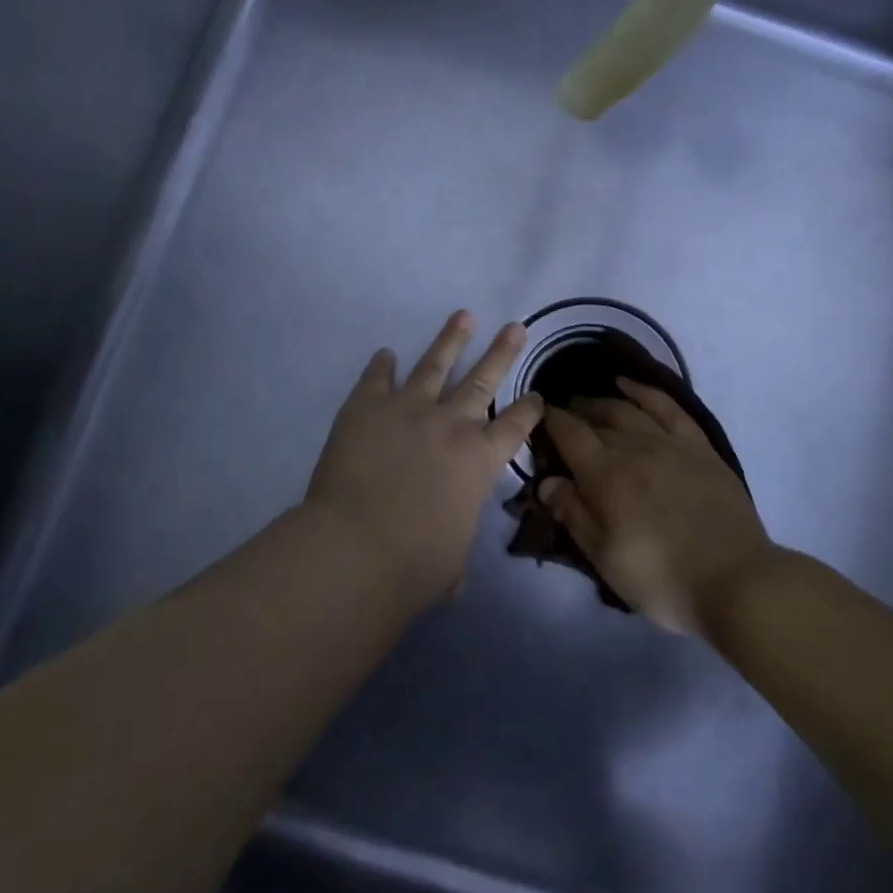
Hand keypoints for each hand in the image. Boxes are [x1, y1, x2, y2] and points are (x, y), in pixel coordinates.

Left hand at [306, 311, 544, 611]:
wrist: (355, 549)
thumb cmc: (413, 565)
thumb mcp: (450, 563)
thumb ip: (453, 554)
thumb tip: (451, 577)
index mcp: (480, 461)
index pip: (515, 426)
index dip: (530, 408)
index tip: (536, 395)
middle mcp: (452, 424)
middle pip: (484, 379)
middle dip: (502, 352)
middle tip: (515, 327)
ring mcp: (408, 409)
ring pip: (436, 364)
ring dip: (451, 339)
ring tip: (463, 316)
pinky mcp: (367, 407)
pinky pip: (377, 377)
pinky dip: (382, 364)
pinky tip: (385, 353)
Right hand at [540, 380, 772, 635]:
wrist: (735, 580)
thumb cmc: (661, 578)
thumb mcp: (605, 557)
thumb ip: (573, 514)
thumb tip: (546, 480)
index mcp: (606, 475)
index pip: (570, 435)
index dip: (551, 422)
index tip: (538, 416)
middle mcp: (635, 448)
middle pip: (599, 419)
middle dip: (576, 412)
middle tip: (562, 413)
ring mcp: (671, 443)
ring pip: (630, 409)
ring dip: (604, 401)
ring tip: (589, 402)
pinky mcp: (700, 447)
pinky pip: (669, 407)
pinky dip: (646, 392)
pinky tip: (632, 386)